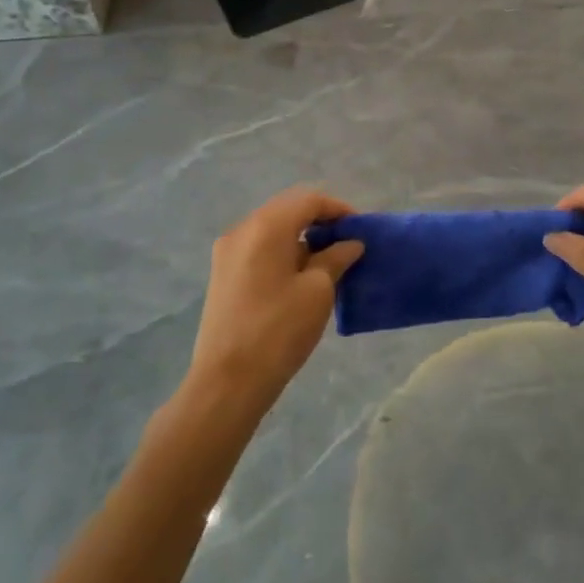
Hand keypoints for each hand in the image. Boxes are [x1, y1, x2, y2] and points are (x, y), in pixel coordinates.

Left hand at [187, 188, 363, 408]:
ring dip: (300, 237)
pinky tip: (299, 276)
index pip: (309, 200)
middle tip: (346, 242)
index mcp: (266, 226)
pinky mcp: (222, 274)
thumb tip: (350, 243)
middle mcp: (242, 229)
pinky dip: (282, 251)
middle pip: (287, 209)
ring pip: (271, 228)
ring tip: (326, 262)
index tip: (361, 229)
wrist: (227, 382)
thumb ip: (336, 258)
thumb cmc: (279, 330)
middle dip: (319, 220)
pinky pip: (258, 247)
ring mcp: (227, 251)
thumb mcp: (317, 291)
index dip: (338, 209)